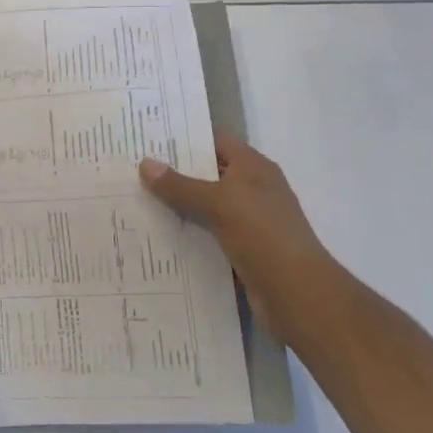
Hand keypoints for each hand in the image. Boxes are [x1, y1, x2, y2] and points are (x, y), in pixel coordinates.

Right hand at [138, 134, 334, 337]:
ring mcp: (249, 221)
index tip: (150, 139)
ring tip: (137, 199)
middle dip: (175, 173)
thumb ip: (180, 185)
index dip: (186, 138)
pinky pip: (209, 234)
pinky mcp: (243, 250)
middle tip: (135, 169)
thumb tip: (145, 163)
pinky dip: (188, 233)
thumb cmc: (263, 235)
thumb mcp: (218, 203)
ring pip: (206, 206)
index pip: (216, 141)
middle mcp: (253, 190)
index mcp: (254, 168)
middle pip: (209, 173)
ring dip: (178, 206)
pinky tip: (158, 234)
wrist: (297, 294)